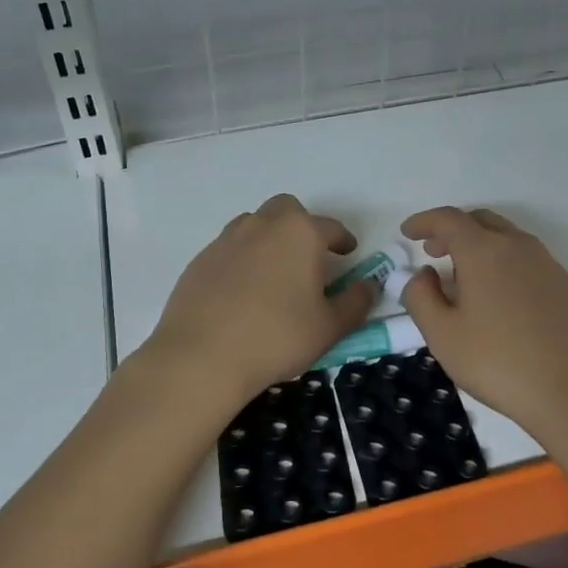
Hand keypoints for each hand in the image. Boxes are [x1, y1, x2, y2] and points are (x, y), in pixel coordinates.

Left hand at [143, 194, 377, 402]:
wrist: (201, 357)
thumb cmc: (277, 337)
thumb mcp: (330, 327)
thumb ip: (355, 302)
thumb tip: (367, 285)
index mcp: (300, 233)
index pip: (331, 227)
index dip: (343, 240)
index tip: (348, 253)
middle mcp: (262, 225)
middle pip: (287, 210)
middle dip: (302, 226)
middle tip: (309, 257)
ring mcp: (226, 240)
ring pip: (254, 224)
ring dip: (270, 239)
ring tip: (275, 273)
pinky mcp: (200, 260)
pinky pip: (229, 249)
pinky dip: (242, 260)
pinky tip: (243, 291)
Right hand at [400, 206, 567, 439]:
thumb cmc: (499, 362)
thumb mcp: (443, 335)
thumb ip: (421, 297)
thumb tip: (423, 274)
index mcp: (484, 250)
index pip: (448, 220)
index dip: (424, 222)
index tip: (407, 232)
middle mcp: (518, 246)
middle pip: (480, 221)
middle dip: (452, 231)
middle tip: (433, 252)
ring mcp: (547, 263)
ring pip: (506, 238)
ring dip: (479, 245)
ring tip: (463, 277)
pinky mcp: (566, 285)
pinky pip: (526, 259)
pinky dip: (503, 262)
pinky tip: (498, 296)